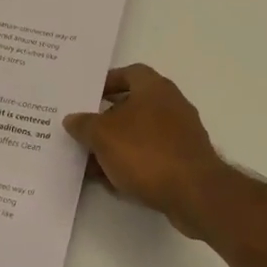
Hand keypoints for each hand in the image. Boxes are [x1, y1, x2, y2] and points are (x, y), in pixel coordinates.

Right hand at [62, 65, 222, 228]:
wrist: (194, 193)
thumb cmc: (146, 152)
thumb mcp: (103, 136)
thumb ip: (84, 125)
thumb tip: (72, 119)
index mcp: (155, 88)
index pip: (130, 73)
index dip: (108, 82)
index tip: (88, 96)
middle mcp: (172, 105)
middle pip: (133, 105)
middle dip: (106, 119)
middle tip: (83, 131)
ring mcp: (181, 134)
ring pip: (140, 134)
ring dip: (116, 145)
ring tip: (90, 163)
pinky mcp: (184, 161)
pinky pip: (151, 156)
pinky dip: (132, 164)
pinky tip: (112, 181)